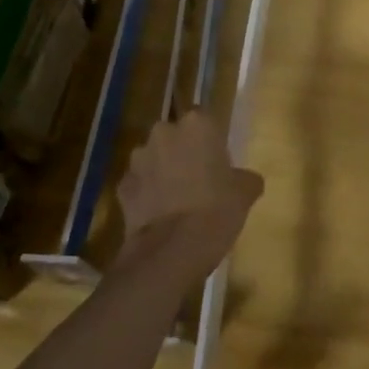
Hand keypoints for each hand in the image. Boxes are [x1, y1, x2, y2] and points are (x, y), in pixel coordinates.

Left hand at [116, 110, 263, 280]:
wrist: (172, 249)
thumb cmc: (217, 210)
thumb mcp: (246, 192)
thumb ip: (245, 178)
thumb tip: (245, 180)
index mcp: (197, 125)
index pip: (204, 118)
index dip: (210, 139)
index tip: (217, 159)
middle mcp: (164, 132)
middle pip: (175, 135)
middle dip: (183, 151)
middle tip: (198, 178)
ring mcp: (138, 159)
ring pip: (153, 158)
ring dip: (162, 171)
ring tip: (176, 199)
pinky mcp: (122, 186)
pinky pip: (139, 184)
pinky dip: (146, 194)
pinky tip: (159, 215)